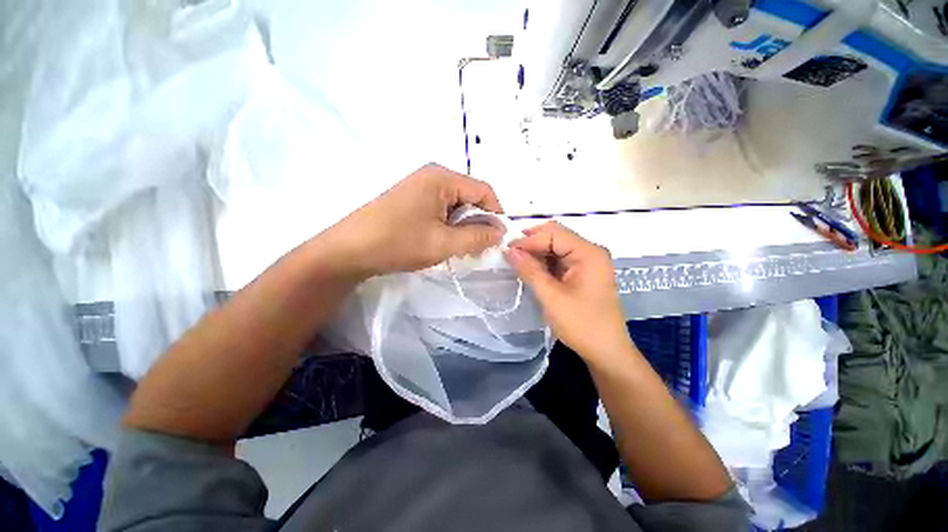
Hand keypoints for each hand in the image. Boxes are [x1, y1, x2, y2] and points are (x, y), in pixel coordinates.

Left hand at [325, 164, 504, 276]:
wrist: (349, 251)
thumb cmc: (398, 243)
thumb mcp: (444, 243)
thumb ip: (477, 237)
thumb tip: (501, 232)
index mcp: (442, 178)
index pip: (484, 191)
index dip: (495, 214)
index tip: (497, 239)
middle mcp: (432, 176)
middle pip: (470, 197)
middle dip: (478, 223)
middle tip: (477, 249)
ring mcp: (420, 187)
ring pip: (455, 206)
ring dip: (462, 227)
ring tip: (458, 249)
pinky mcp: (411, 200)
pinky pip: (441, 210)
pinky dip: (448, 226)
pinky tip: (442, 243)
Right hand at [505, 222, 632, 361]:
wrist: (606, 351)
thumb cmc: (581, 324)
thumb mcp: (551, 296)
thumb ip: (530, 270)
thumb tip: (509, 250)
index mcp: (588, 253)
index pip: (554, 234)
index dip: (529, 240)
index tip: (507, 251)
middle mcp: (591, 252)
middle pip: (557, 236)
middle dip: (532, 243)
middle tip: (510, 254)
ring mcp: (589, 262)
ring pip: (557, 247)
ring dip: (537, 252)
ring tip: (517, 262)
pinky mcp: (584, 273)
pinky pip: (561, 259)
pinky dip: (545, 262)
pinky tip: (532, 269)